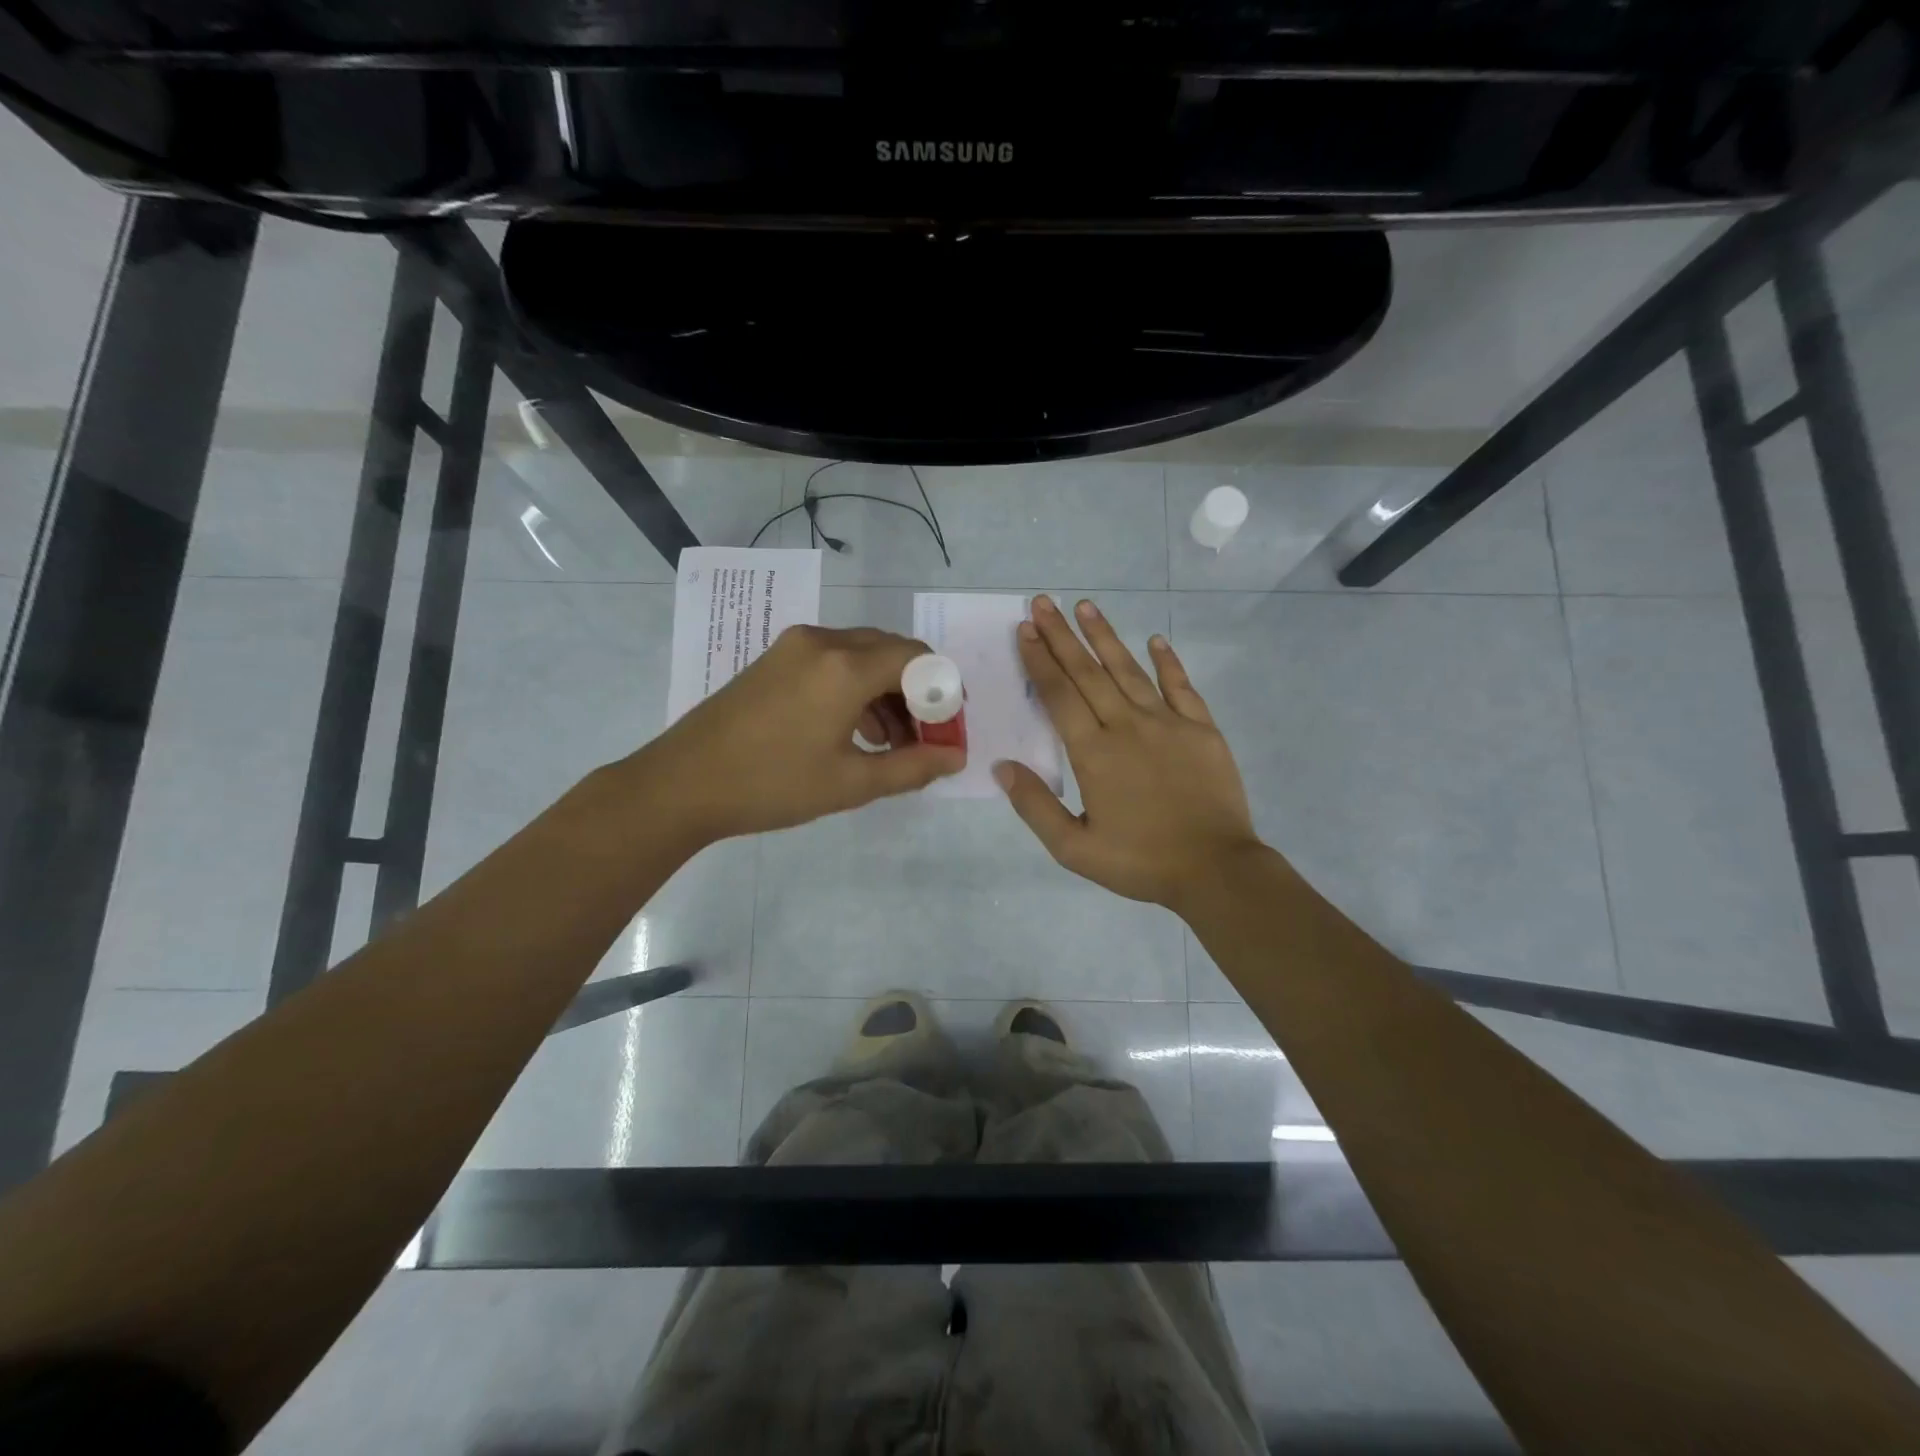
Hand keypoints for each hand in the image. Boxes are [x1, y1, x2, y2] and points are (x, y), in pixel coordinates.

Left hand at [635, 624, 964, 844]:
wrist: (682, 784)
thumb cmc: (772, 785)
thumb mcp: (851, 783)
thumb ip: (913, 767)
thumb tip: (957, 757)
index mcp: (845, 666)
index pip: (917, 660)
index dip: (943, 692)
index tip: (948, 729)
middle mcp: (823, 641)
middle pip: (891, 651)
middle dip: (916, 691)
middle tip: (924, 736)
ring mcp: (794, 646)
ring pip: (861, 655)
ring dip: (886, 691)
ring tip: (892, 743)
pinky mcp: (775, 658)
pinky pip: (832, 661)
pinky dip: (855, 687)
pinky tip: (855, 731)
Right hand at [996, 595, 1261, 909]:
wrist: (1215, 870)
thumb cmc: (1140, 862)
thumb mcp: (1074, 848)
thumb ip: (1035, 806)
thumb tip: (1002, 767)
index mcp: (1094, 753)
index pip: (1059, 695)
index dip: (1040, 660)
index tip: (1024, 630)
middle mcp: (1127, 726)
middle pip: (1088, 673)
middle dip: (1062, 636)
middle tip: (1044, 602)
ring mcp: (1168, 723)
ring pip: (1129, 670)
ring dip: (1106, 637)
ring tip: (1086, 606)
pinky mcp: (1202, 729)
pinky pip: (1181, 686)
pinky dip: (1168, 662)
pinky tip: (1156, 640)